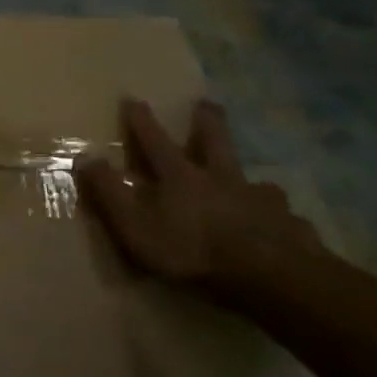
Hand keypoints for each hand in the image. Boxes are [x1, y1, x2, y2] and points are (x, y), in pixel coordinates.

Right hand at [73, 98, 323, 296]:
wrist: (272, 278)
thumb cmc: (193, 251)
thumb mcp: (136, 225)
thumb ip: (110, 192)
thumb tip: (85, 156)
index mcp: (180, 177)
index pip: (155, 141)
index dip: (141, 121)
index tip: (133, 98)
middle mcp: (221, 179)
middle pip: (214, 142)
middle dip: (207, 121)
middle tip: (208, 103)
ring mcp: (261, 201)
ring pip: (255, 181)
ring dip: (250, 178)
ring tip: (256, 182)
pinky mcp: (291, 226)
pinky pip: (284, 217)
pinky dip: (278, 218)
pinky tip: (282, 227)